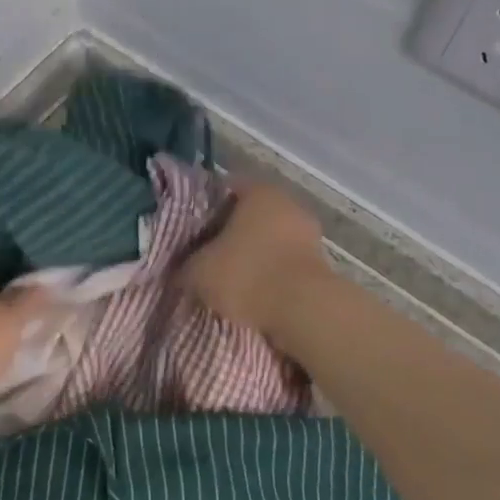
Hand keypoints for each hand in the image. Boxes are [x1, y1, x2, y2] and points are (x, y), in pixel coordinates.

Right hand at [180, 178, 327, 351]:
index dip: (203, 209)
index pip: (224, 189)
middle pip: (249, 214)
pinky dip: (271, 273)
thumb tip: (179, 269)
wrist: (303, 311)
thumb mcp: (198, 272)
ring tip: (229, 278)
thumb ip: (185, 265)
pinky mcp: (320, 263)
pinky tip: (254, 293)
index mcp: (258, 191)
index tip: (190, 230)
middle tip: (206, 254)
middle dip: (229, 233)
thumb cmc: (246, 275)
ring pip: (269, 239)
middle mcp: (287, 203)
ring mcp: (308, 233)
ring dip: (253, 255)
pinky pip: (285, 262)